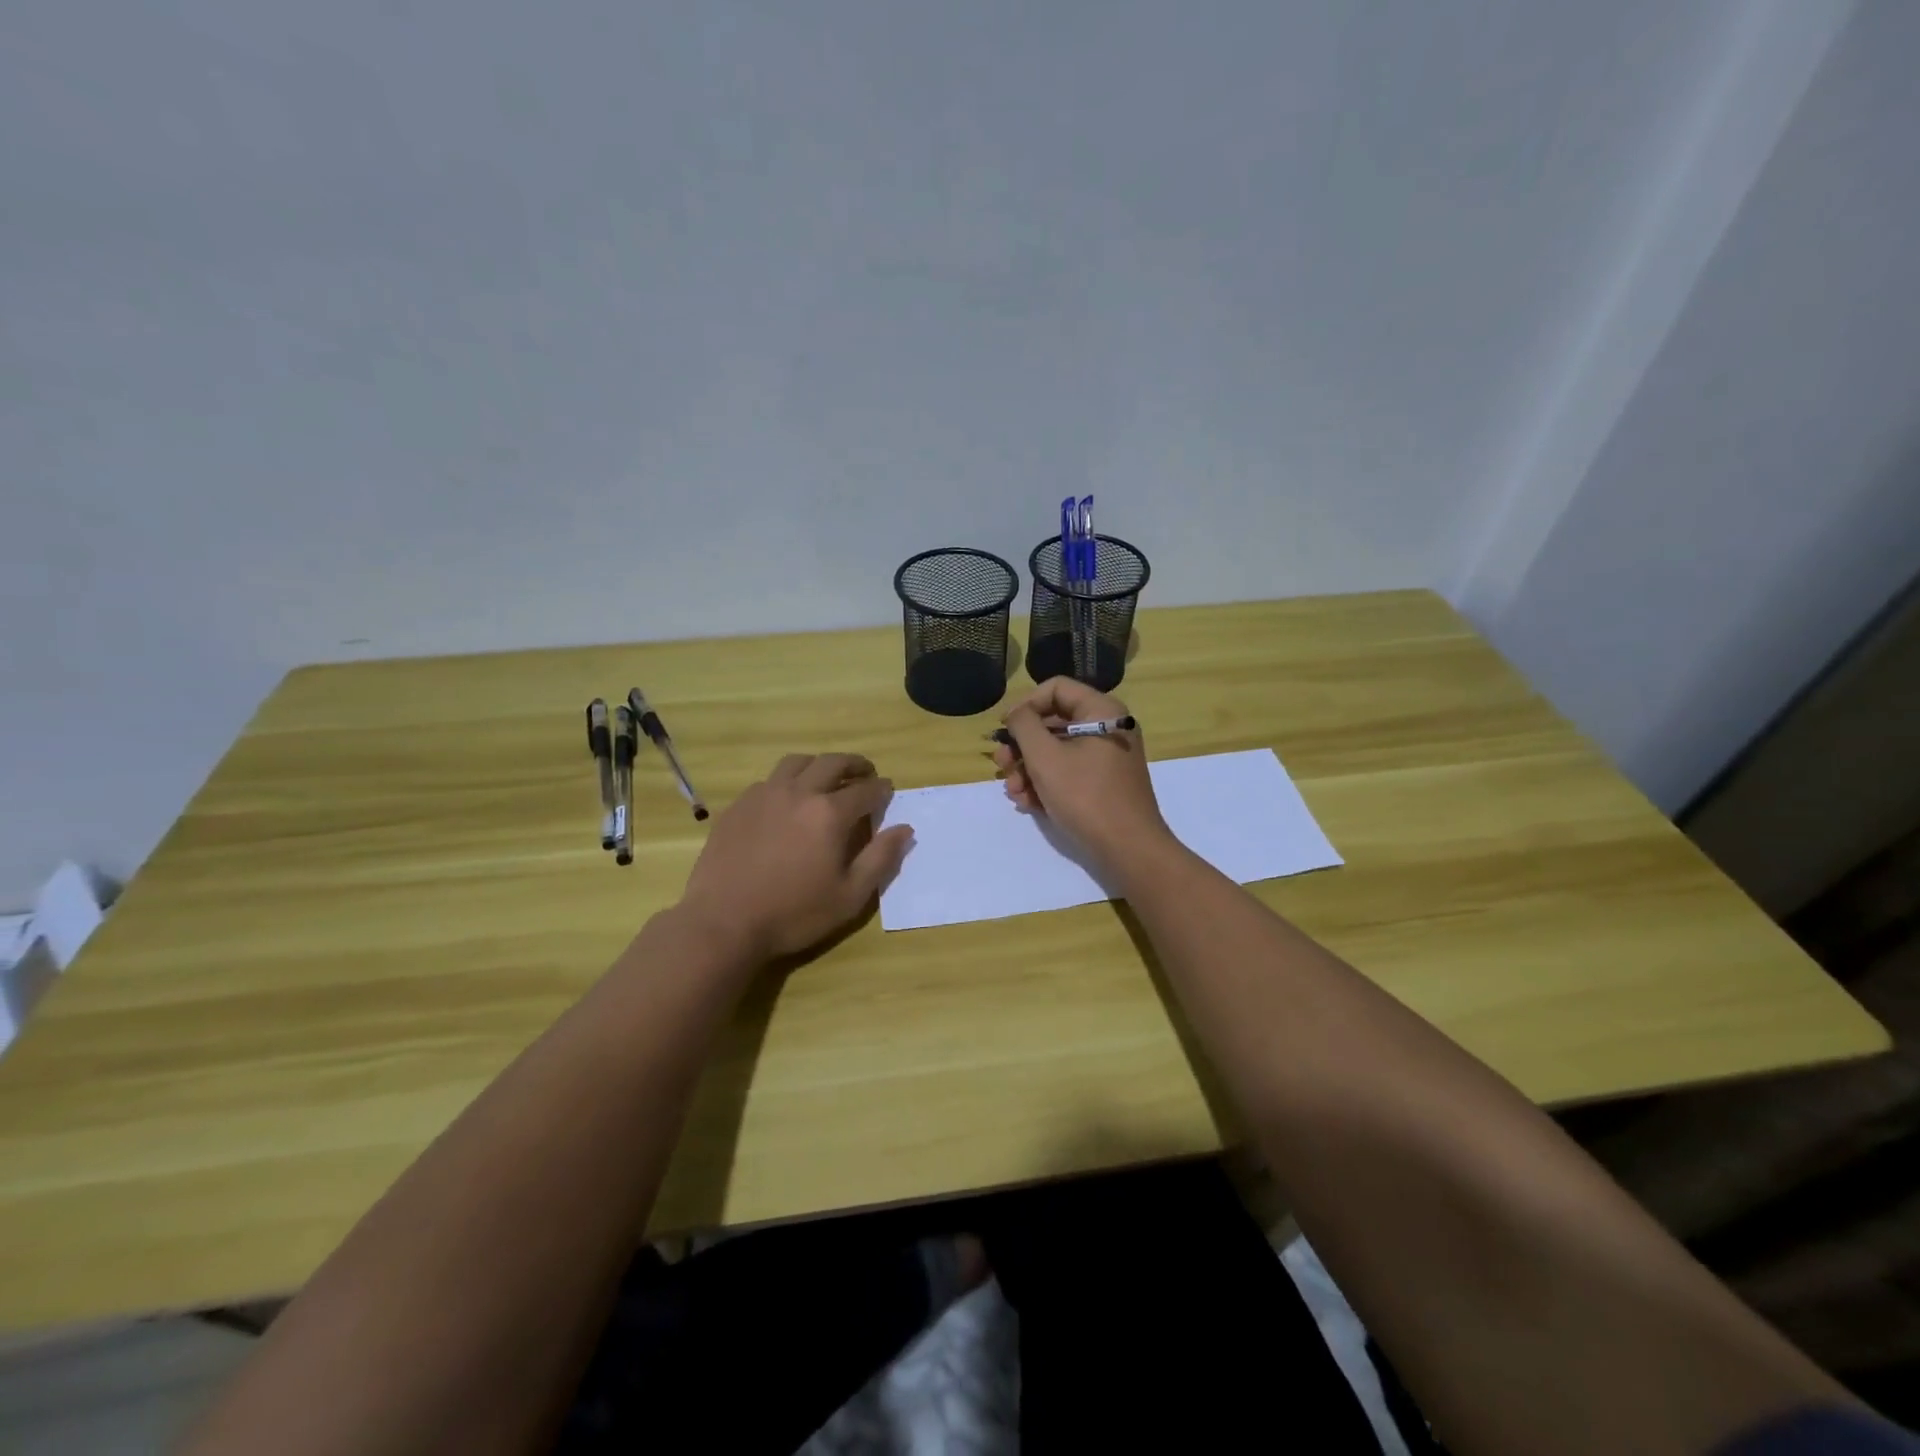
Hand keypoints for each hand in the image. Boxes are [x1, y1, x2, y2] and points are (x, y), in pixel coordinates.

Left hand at [678, 753, 914, 962]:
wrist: (723, 922)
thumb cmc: (794, 914)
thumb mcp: (850, 896)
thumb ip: (881, 858)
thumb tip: (905, 829)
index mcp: (829, 813)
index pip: (865, 790)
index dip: (881, 788)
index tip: (887, 790)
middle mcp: (799, 793)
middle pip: (832, 763)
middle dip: (854, 765)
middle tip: (864, 773)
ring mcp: (764, 795)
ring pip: (796, 763)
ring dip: (818, 765)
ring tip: (825, 777)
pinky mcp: (738, 806)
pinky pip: (768, 780)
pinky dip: (786, 781)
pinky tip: (786, 800)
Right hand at [992, 678, 1173, 876]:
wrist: (1128, 849)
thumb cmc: (1086, 796)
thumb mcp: (1045, 757)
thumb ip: (1024, 726)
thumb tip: (1016, 714)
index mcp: (1101, 711)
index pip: (1055, 689)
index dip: (1025, 705)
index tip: (1004, 730)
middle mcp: (1107, 727)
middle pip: (1053, 722)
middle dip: (1022, 745)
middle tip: (1001, 765)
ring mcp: (1106, 757)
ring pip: (1056, 750)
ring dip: (1028, 768)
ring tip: (1014, 792)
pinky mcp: (1103, 783)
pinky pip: (1068, 771)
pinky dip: (1045, 783)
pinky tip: (1027, 803)